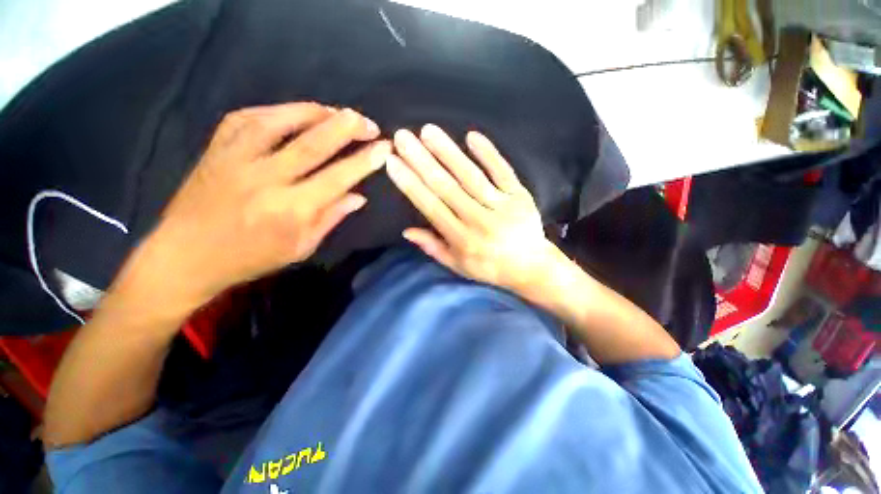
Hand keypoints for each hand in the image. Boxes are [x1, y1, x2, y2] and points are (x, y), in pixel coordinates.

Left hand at [118, 103, 390, 313]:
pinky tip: (298, 112)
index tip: (384, 148)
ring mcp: (236, 159)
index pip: (337, 178)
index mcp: (290, 210)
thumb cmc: (251, 258)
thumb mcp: (301, 248)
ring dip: (315, 112)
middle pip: (312, 144)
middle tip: (368, 122)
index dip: (364, 161)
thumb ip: (331, 218)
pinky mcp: (217, 148)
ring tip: (339, 112)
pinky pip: (250, 117)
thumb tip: (359, 196)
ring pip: (281, 122)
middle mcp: (265, 180)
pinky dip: (279, 110)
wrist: (186, 255)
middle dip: (346, 128)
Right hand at [386, 124, 558, 294]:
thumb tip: (406, 231)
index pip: (431, 207)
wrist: (531, 266)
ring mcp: (502, 206)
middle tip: (403, 137)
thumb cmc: (490, 267)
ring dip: (449, 152)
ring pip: (471, 176)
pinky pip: (503, 172)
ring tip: (428, 131)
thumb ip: (433, 248)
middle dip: (422, 161)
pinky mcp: (520, 196)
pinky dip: (488, 153)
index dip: (411, 184)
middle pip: (447, 188)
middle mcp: (479, 221)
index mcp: (462, 240)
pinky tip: (471, 136)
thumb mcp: (458, 265)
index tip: (393, 163)